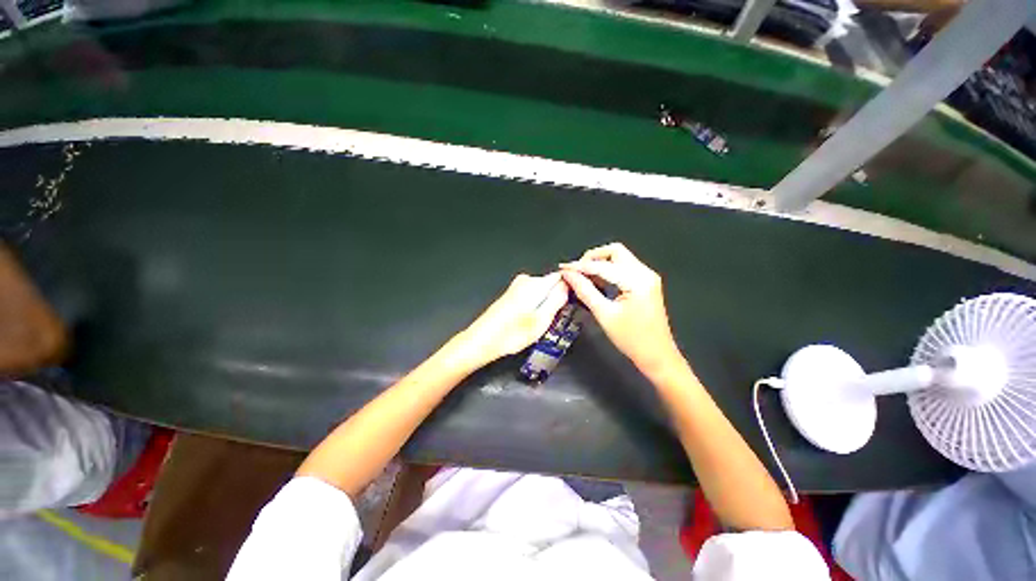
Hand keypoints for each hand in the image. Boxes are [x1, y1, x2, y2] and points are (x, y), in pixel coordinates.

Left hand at [454, 272, 569, 367]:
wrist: (482, 340)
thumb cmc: (511, 334)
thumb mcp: (542, 321)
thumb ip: (558, 300)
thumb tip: (568, 285)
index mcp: (535, 284)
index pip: (561, 277)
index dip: (568, 290)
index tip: (568, 305)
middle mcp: (526, 280)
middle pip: (551, 285)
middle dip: (555, 300)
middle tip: (550, 320)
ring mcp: (517, 286)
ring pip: (542, 292)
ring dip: (544, 305)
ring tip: (536, 323)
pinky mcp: (511, 294)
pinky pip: (532, 296)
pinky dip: (534, 307)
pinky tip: (526, 321)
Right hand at [560, 243, 681, 374]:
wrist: (657, 356)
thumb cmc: (631, 339)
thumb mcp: (604, 314)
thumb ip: (585, 291)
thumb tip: (568, 275)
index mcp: (637, 280)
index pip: (603, 266)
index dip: (580, 266)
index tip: (562, 269)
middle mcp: (645, 272)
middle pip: (615, 251)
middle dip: (592, 258)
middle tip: (576, 271)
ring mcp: (647, 276)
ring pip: (619, 258)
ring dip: (600, 263)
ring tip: (582, 277)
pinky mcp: (646, 283)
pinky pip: (624, 268)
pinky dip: (608, 270)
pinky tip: (596, 281)